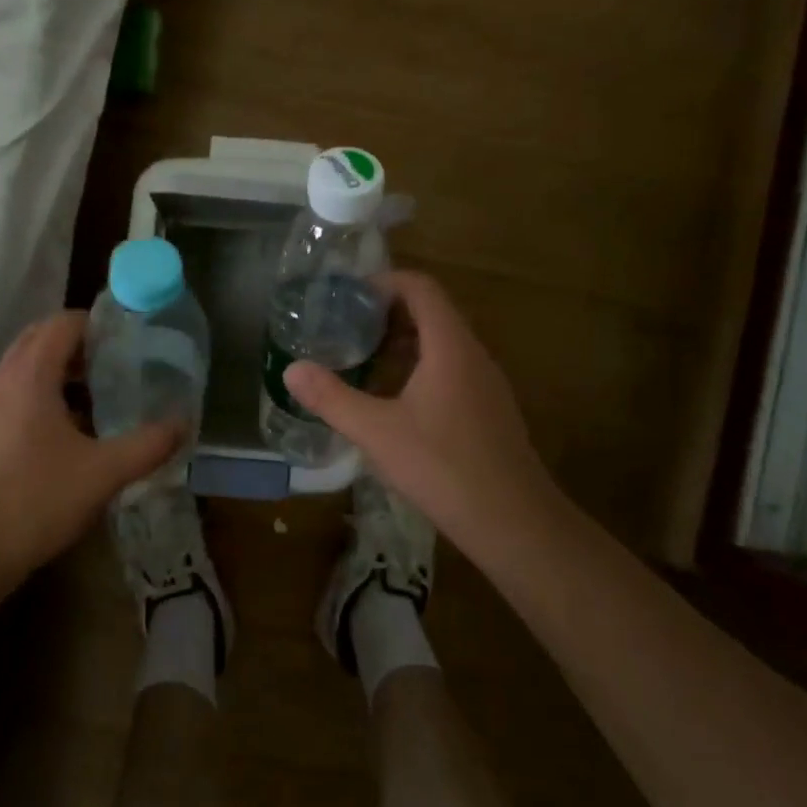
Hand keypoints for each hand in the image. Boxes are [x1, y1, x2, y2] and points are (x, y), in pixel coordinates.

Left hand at [0, 311, 179, 584]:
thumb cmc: (35, 501)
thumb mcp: (103, 473)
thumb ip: (148, 444)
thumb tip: (183, 423)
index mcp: (29, 375)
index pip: (62, 324)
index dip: (95, 323)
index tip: (126, 339)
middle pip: (39, 340)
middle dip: (76, 345)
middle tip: (113, 366)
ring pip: (21, 371)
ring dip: (55, 374)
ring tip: (93, 402)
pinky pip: (8, 399)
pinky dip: (36, 400)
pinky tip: (59, 439)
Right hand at [283, 271, 557, 561]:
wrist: (515, 524)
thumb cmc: (444, 467)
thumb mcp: (377, 432)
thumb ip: (332, 398)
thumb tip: (291, 370)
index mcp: (450, 347)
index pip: (422, 288)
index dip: (385, 282)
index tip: (349, 296)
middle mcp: (473, 355)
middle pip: (432, 312)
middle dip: (388, 313)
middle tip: (346, 327)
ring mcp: (486, 384)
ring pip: (442, 343)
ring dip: (403, 342)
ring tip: (363, 359)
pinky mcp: (489, 410)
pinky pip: (452, 369)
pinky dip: (420, 368)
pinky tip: (394, 400)